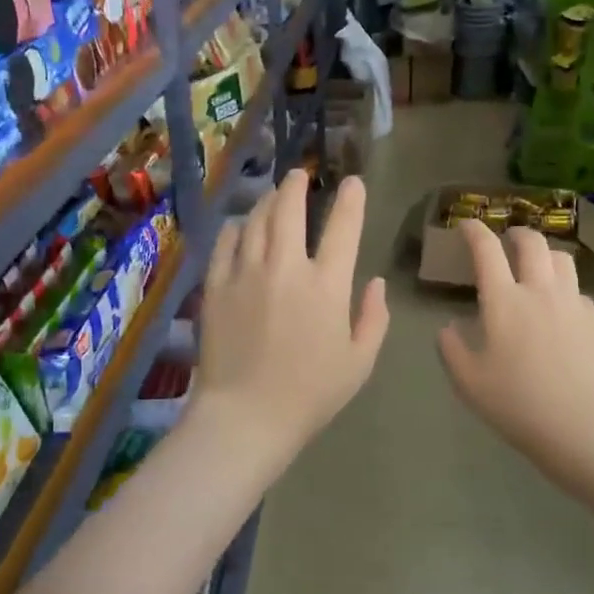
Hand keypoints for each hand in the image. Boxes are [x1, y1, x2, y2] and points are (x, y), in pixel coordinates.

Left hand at [195, 170, 388, 463]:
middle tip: (299, 176)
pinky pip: (225, 243)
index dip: (351, 199)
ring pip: (256, 220)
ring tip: (273, 195)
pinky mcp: (216, 286)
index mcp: (326, 286)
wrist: (245, 417)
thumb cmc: (310, 395)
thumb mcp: (359, 363)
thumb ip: (373, 318)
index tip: (352, 183)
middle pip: (290, 209)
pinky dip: (236, 228)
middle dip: (297, 185)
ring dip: (267, 201)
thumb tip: (376, 283)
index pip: (343, 228)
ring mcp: (246, 273)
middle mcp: (285, 268)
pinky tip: (240, 226)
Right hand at [437, 221, 593, 502]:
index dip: (474, 231)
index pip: (486, 250)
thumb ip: (451, 348)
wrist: (584, 428)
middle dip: (516, 233)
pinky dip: (565, 287)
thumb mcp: (469, 382)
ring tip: (537, 266)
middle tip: (506, 240)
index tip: (466, 225)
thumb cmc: (518, 404)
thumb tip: (449, 327)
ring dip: (545, 254)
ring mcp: (573, 304)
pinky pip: (579, 290)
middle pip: (532, 242)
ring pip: (562, 259)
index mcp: (503, 301)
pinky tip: (560, 307)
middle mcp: (540, 291)